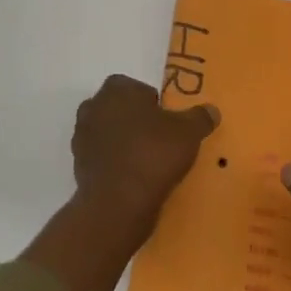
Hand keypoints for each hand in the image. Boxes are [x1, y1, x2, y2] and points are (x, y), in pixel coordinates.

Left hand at [69, 74, 219, 224]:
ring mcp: (82, 137)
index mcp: (116, 90)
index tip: (168, 122)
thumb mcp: (189, 132)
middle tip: (161, 140)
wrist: (117, 203)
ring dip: (125, 143)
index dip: (154, 103)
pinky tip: (135, 179)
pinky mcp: (78, 166)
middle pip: (121, 109)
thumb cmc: (153, 154)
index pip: (137, 88)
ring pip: (109, 134)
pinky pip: (103, 158)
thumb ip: (200, 117)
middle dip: (137, 121)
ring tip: (149, 162)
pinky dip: (116, 164)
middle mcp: (93, 107)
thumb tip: (212, 110)